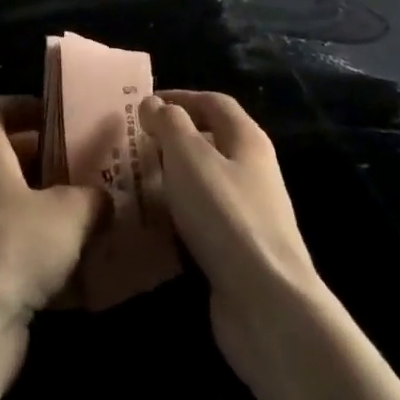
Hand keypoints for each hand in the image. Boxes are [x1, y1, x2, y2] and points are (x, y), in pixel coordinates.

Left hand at [0, 96, 105, 329]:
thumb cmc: (17, 245)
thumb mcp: (71, 212)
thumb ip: (92, 197)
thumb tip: (102, 199)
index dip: (18, 105)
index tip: (52, 116)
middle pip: (3, 155)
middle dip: (41, 158)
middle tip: (79, 165)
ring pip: (7, 200)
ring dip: (40, 203)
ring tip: (81, 213)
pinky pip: (7, 241)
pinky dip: (34, 245)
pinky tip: (71, 265)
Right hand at [139, 90, 323, 385]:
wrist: (266, 302)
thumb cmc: (225, 214)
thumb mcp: (188, 155)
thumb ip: (169, 124)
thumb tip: (154, 104)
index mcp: (247, 139)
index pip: (213, 102)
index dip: (179, 98)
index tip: (143, 105)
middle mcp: (253, 170)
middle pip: (211, 140)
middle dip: (172, 138)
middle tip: (133, 144)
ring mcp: (249, 212)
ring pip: (205, 181)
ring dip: (172, 177)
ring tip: (135, 180)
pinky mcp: (239, 250)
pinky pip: (203, 218)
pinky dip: (178, 213)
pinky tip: (154, 222)